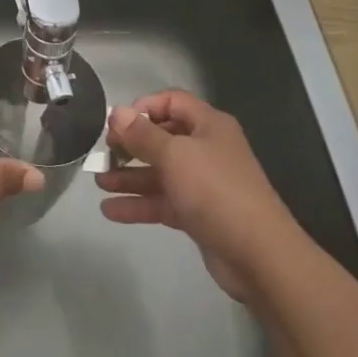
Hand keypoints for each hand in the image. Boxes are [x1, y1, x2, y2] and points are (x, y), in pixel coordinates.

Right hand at [96, 90, 304, 302]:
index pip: (172, 101)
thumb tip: (117, 112)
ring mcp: (203, 183)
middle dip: (131, 145)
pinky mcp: (198, 214)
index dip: (143, 107)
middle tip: (103, 153)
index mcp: (208, 125)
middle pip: (163, 137)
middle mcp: (206, 148)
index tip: (116, 123)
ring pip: (160, 172)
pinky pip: (163, 201)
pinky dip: (139, 204)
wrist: (258, 255)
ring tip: (99, 182)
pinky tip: (110, 210)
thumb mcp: (175, 155)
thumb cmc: (215, 190)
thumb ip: (143, 134)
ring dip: (130, 176)